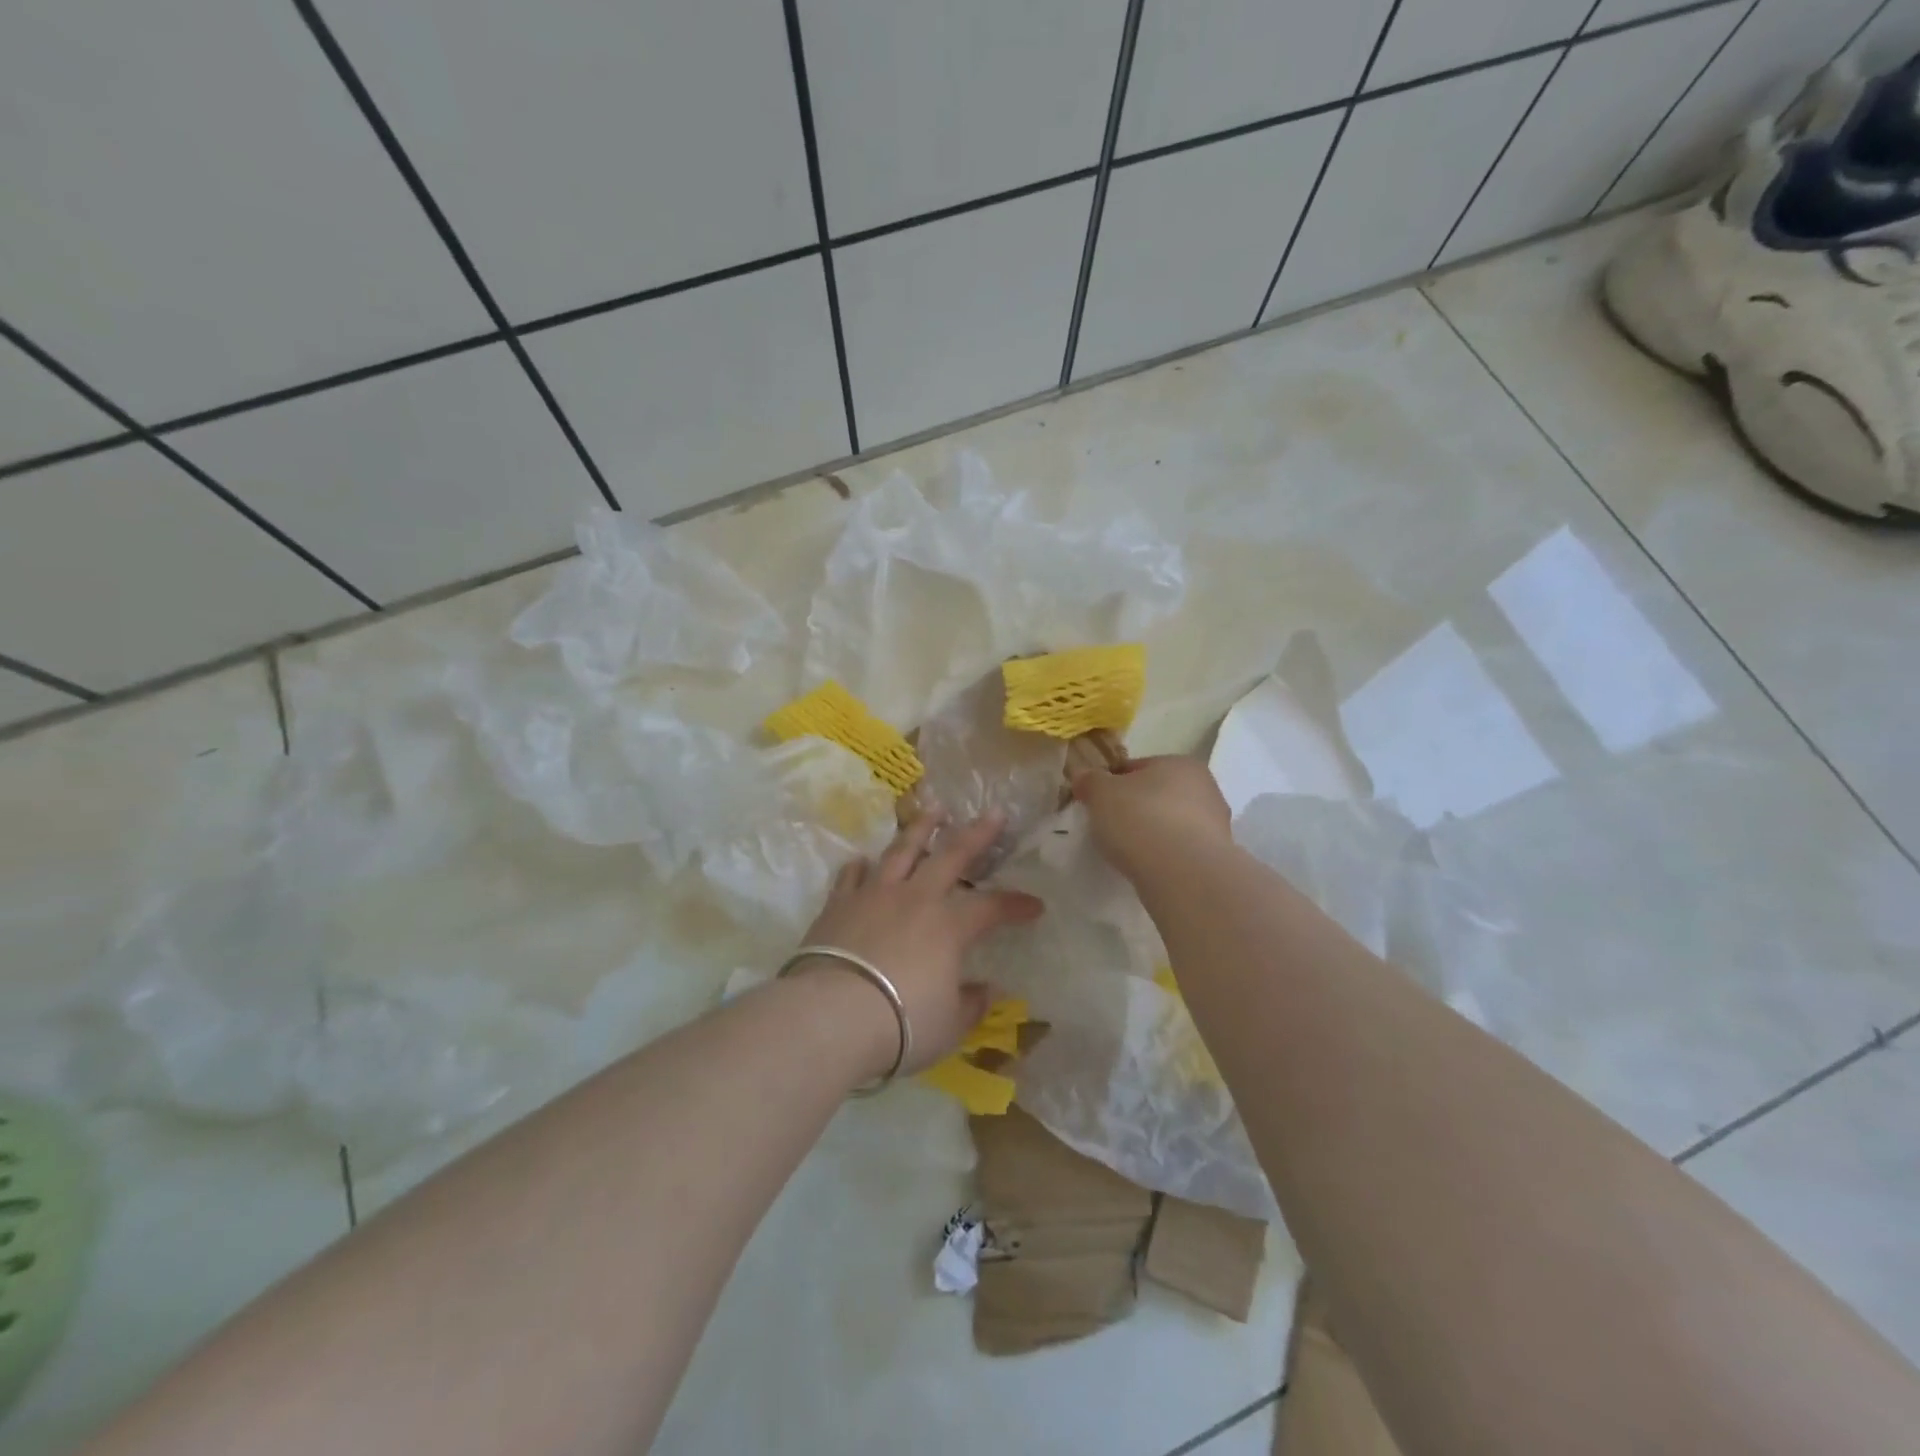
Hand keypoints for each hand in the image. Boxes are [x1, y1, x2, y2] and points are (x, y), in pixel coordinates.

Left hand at [791, 810, 1043, 1077]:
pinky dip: (859, 867)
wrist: (831, 1017)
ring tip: (932, 809)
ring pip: (900, 852)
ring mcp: (873, 896)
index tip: (1035, 905)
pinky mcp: (837, 906)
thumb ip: (969, 1004)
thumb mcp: (948, 1025)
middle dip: (976, 834)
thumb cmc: (901, 1024)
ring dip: (919, 829)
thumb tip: (986, 990)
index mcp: (948, 927)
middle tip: (993, 812)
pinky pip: (851, 877)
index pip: (991, 908)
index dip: (1016, 905)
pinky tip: (862, 859)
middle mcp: (914, 899)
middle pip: (950, 856)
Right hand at [1072, 755, 1232, 879]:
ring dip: (1151, 832)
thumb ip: (1090, 781)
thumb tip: (1083, 776)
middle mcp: (1205, 788)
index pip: (1136, 767)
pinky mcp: (1216, 857)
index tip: (1095, 802)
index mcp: (1179, 763)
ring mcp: (1215, 824)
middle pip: (1157, 794)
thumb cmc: (1140, 819)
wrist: (1183, 874)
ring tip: (1127, 851)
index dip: (1111, 783)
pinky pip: (1180, 849)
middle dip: (1134, 807)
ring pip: (1171, 823)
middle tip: (1108, 826)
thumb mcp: (1100, 794)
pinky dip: (1164, 855)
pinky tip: (1147, 866)